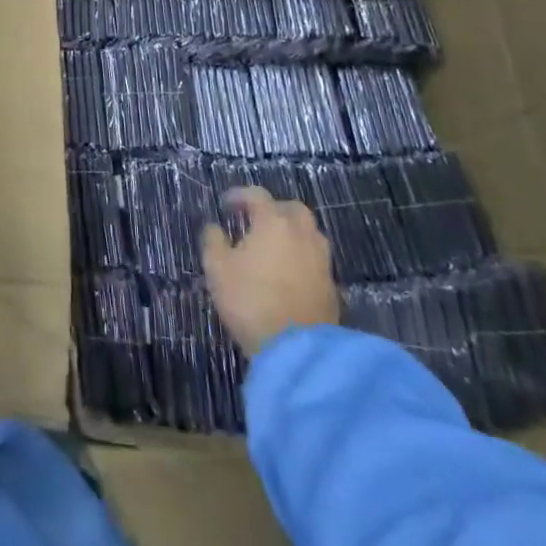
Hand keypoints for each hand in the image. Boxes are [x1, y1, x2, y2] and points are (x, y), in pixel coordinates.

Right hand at [201, 188, 340, 356]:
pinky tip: (287, 272)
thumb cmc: (251, 301)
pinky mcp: (332, 286)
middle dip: (273, 209)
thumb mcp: (217, 268)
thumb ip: (213, 241)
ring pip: (309, 233)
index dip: (239, 195)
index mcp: (273, 222)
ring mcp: (321, 260)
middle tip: (255, 221)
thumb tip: (215, 227)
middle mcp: (302, 234)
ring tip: (273, 247)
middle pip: (292, 209)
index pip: (257, 196)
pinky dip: (301, 257)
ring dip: (291, 233)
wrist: (298, 350)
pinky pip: (315, 259)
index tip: (225, 205)